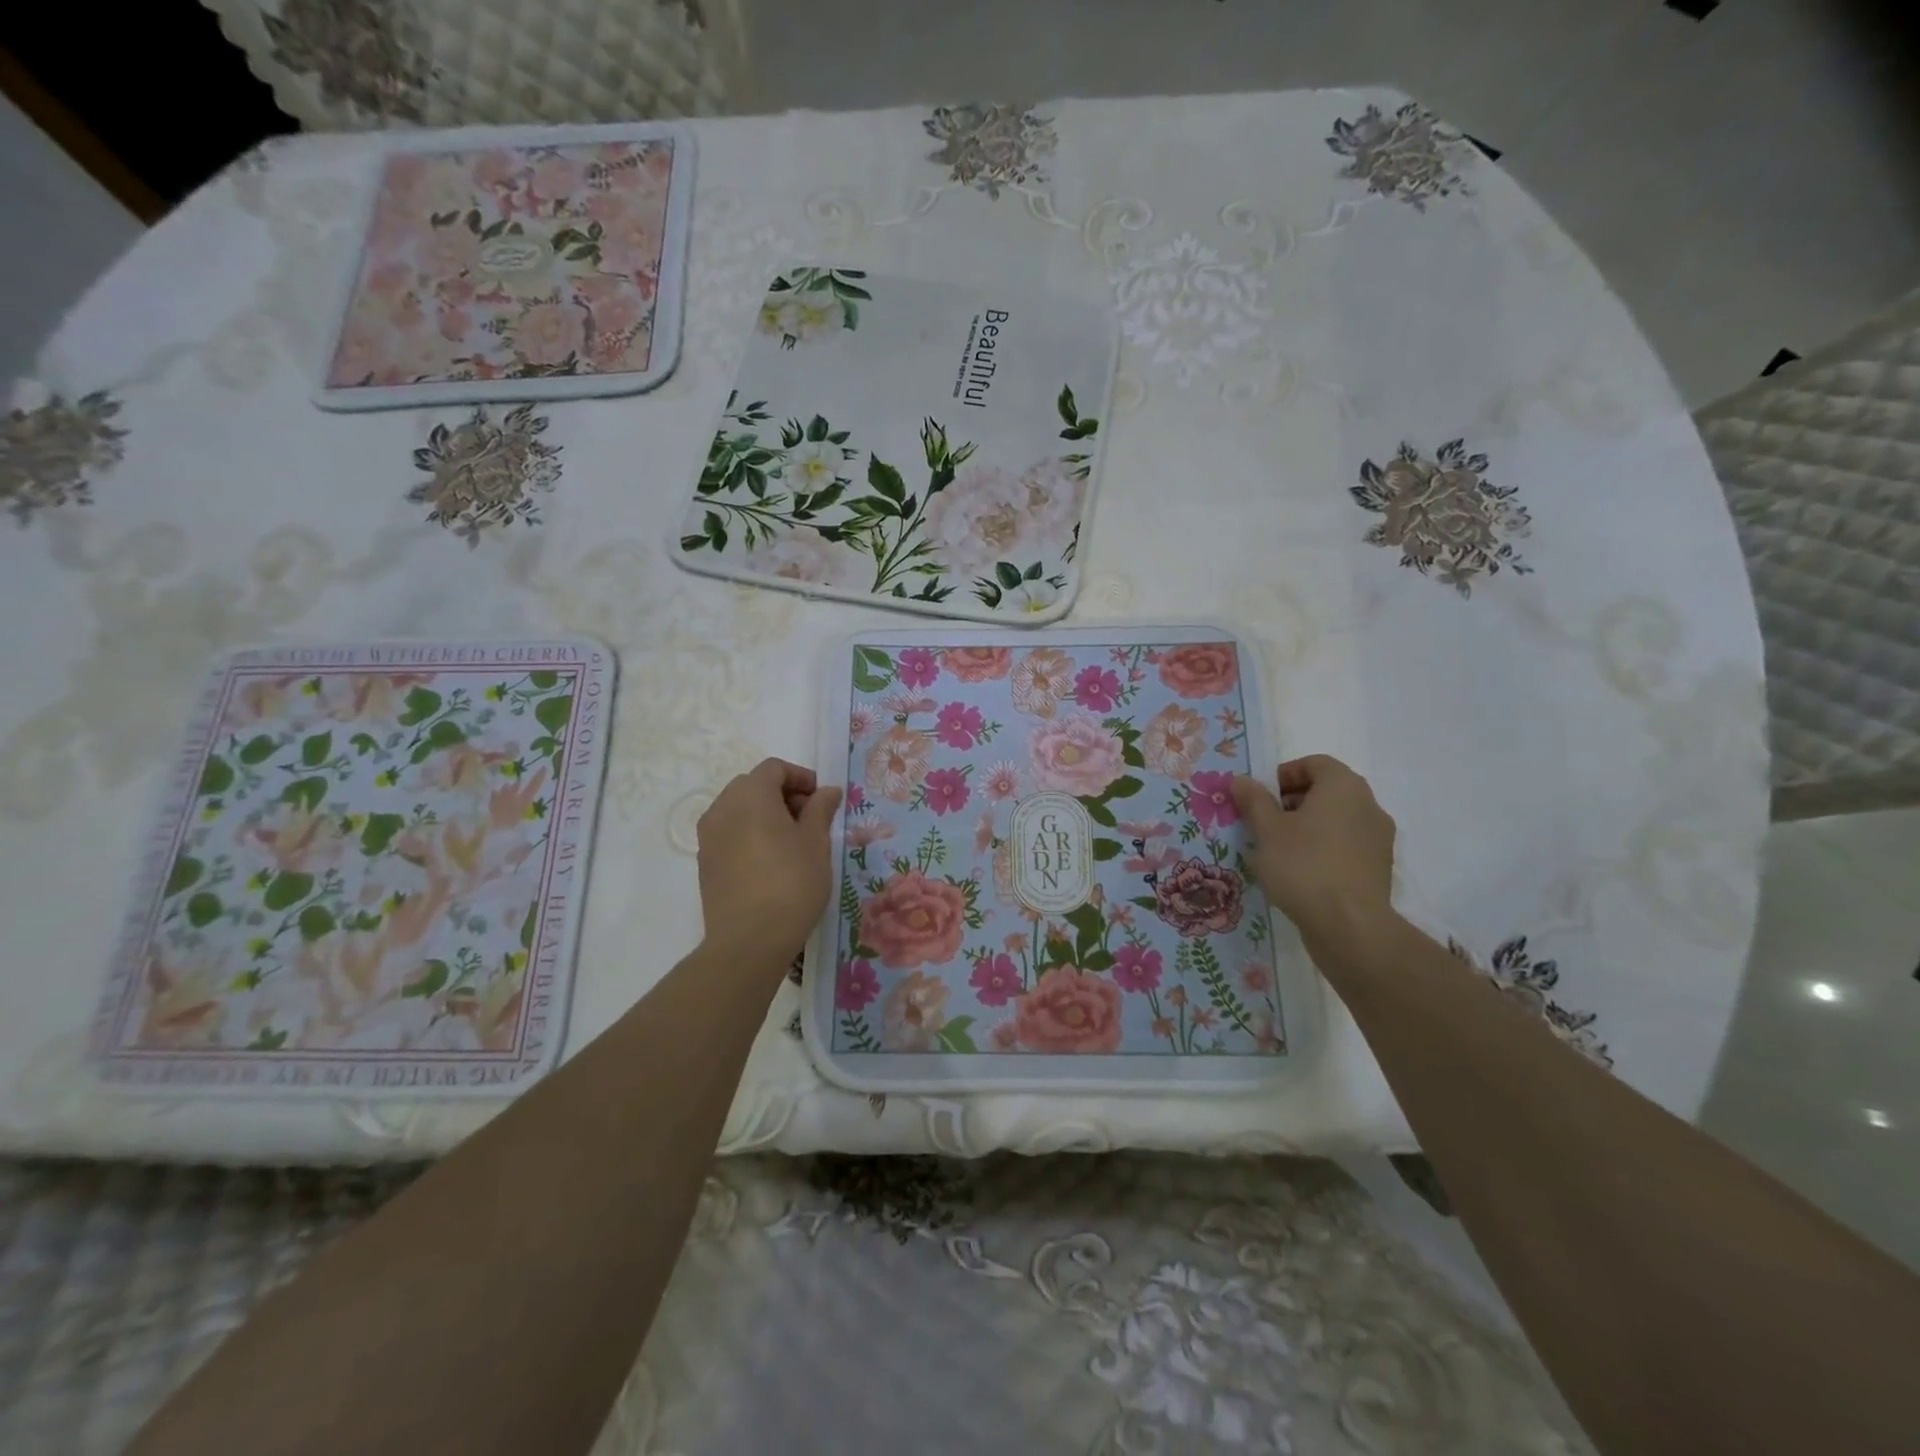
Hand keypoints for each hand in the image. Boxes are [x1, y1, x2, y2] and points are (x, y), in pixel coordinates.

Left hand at [697, 759, 841, 962]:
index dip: (801, 778)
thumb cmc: (791, 882)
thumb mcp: (816, 842)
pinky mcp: (704, 862)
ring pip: (739, 810)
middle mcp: (723, 807)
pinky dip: (750, 835)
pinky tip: (771, 862)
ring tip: (792, 843)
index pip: (774, 768)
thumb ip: (820, 810)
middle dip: (783, 795)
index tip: (822, 800)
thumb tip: (827, 791)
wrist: (749, 940)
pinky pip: (729, 833)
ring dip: (765, 815)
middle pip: (753, 786)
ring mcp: (708, 836)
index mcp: (750, 794)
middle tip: (810, 820)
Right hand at [1232, 755, 1395, 958]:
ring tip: (1279, 849)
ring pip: (1338, 819)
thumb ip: (1253, 800)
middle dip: (1294, 801)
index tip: (1263, 795)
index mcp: (1344, 786)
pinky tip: (1301, 872)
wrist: (1349, 925)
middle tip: (1266, 821)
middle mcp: (1369, 805)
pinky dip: (1324, 848)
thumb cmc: (1303, 865)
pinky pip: (1347, 845)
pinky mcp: (1379, 868)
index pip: (1316, 763)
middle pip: (1328, 790)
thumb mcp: (1267, 830)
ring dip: (1309, 826)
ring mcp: (1379, 838)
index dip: (1286, 774)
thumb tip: (1241, 780)